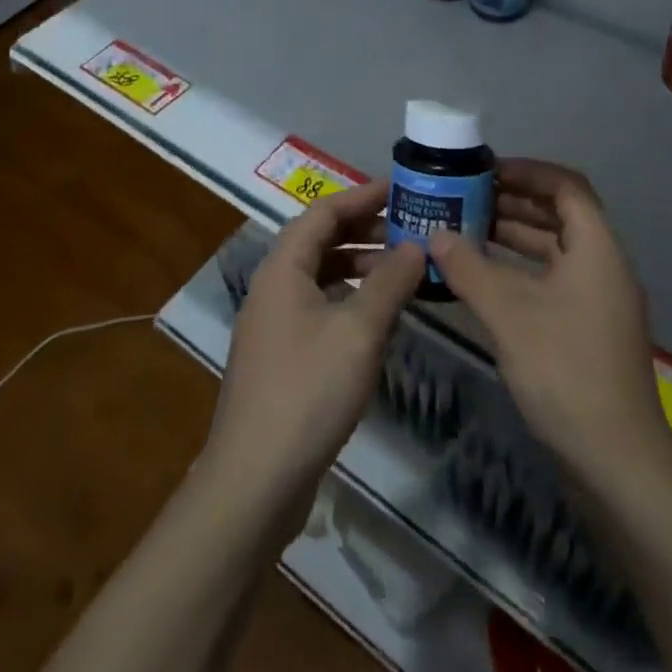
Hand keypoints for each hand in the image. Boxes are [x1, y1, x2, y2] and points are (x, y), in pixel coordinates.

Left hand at [206, 182, 424, 510]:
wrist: (254, 482)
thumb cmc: (308, 391)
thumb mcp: (360, 330)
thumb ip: (391, 281)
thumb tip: (417, 244)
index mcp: (283, 269)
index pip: (324, 211)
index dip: (363, 195)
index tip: (402, 189)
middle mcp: (273, 288)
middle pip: (320, 240)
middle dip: (365, 230)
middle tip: (410, 229)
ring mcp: (274, 325)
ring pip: (320, 276)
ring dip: (360, 266)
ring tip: (402, 271)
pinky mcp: (281, 357)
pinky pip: (319, 307)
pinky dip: (350, 300)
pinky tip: (379, 319)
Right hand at [427, 160, 671, 492]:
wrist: (616, 462)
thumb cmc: (565, 371)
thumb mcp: (509, 313)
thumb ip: (469, 268)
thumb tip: (434, 235)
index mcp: (597, 247)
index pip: (566, 186)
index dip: (527, 171)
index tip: (486, 171)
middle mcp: (603, 265)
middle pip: (560, 215)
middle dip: (514, 203)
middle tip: (466, 199)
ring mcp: (598, 300)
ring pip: (554, 250)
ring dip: (514, 238)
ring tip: (466, 231)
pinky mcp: (588, 330)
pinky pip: (553, 280)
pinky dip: (521, 272)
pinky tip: (484, 279)